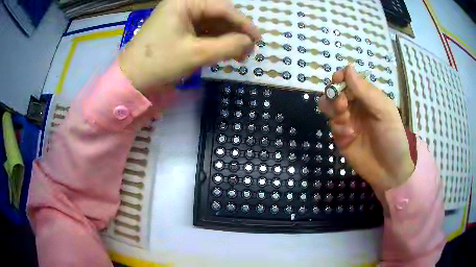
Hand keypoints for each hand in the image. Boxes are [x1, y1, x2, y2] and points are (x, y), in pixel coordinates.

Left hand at [118, 0, 259, 94]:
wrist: (131, 80)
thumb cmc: (159, 63)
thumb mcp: (196, 54)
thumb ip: (228, 45)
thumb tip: (249, 42)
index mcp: (184, 2)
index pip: (222, 7)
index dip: (243, 23)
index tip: (258, 39)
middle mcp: (183, 5)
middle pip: (218, 14)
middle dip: (235, 32)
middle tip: (247, 51)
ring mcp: (180, 17)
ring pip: (212, 23)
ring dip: (227, 38)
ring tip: (238, 56)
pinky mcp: (179, 29)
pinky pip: (203, 31)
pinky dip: (215, 42)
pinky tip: (224, 53)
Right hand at [319, 65, 414, 211]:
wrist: (389, 171)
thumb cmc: (392, 137)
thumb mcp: (383, 111)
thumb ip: (365, 91)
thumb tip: (347, 67)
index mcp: (368, 96)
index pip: (349, 79)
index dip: (341, 77)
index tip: (337, 80)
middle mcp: (356, 106)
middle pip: (335, 91)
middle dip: (335, 95)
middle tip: (342, 106)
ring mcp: (348, 121)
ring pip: (329, 107)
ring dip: (333, 110)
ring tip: (345, 120)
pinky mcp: (342, 137)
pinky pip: (333, 126)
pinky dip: (338, 128)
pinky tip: (349, 136)